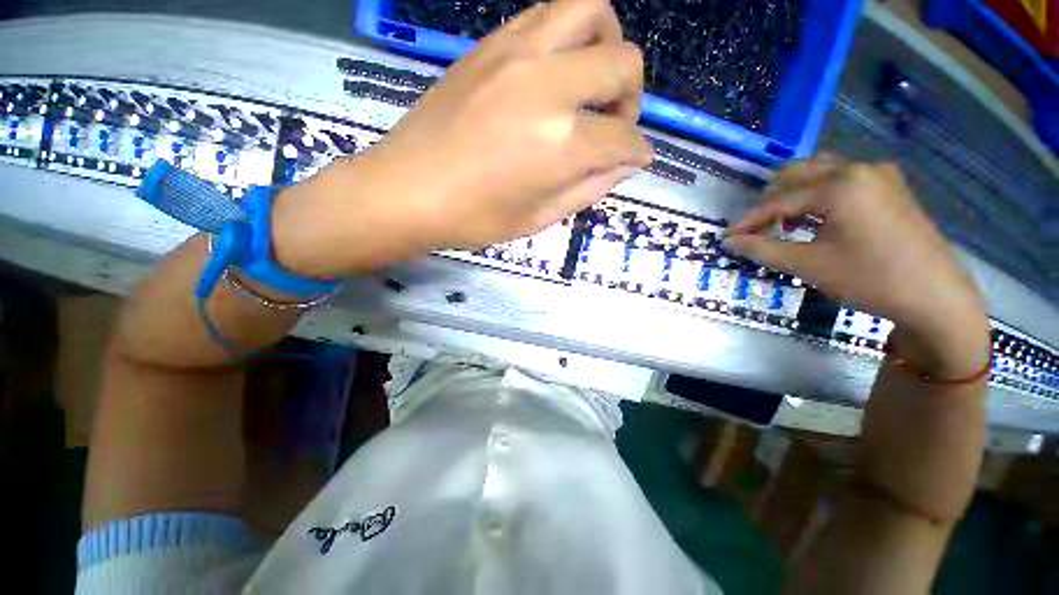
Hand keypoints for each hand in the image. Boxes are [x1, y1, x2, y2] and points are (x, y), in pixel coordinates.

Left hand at [273, 0, 650, 277]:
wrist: (408, 191)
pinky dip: (569, 36)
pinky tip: (556, 71)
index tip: (636, 160)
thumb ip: (589, 188)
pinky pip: (548, 14)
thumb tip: (625, 164)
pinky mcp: (491, 44)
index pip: (625, 138)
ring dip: (606, 48)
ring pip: (592, 11)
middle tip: (612, 125)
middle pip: (624, 63)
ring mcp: (518, 55)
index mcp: (562, 144)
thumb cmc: (475, 218)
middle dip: (632, 98)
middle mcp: (549, 86)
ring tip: (591, 85)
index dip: (638, 152)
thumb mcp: (540, 218)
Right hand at [725, 158, 989, 376]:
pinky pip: (843, 180)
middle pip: (798, 173)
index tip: (728, 236)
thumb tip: (729, 241)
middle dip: (771, 200)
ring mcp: (879, 176)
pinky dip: (820, 195)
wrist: (935, 297)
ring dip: (795, 194)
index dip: (749, 220)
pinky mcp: (891, 187)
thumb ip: (763, 249)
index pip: (779, 200)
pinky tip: (817, 218)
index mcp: (839, 185)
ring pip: (821, 173)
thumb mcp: (809, 265)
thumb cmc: (869, 278)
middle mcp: (859, 169)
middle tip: (757, 229)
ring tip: (784, 223)